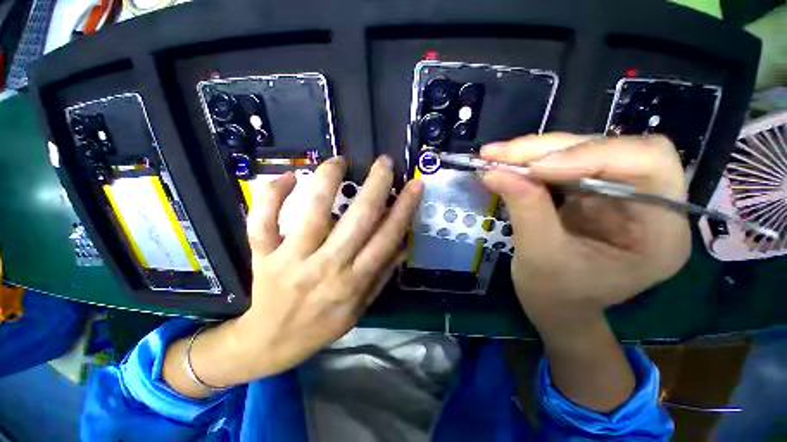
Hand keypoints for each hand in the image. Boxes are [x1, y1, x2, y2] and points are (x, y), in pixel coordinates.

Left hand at [164, 156, 422, 395]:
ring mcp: (292, 259)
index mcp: (354, 281)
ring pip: (312, 212)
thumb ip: (383, 273)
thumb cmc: (322, 324)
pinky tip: (287, 176)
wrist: (272, 342)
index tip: (414, 184)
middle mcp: (327, 267)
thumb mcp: (361, 307)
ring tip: (340, 161)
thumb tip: (402, 241)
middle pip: (358, 220)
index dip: (404, 209)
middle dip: (376, 186)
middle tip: (385, 162)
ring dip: (327, 180)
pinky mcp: (264, 255)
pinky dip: (272, 195)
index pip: (387, 238)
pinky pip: (263, 221)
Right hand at [480, 134, 690, 327]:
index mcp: (660, 232)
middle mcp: (648, 203)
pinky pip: (563, 163)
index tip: (535, 168)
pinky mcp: (590, 190)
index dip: (592, 156)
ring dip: (536, 152)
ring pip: (583, 151)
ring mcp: (617, 193)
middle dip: (553, 149)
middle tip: (502, 154)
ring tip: (496, 156)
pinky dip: (531, 161)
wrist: (555, 305)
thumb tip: (494, 172)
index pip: (648, 165)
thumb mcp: (540, 257)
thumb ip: (525, 210)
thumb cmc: (556, 294)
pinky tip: (507, 164)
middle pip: (612, 150)